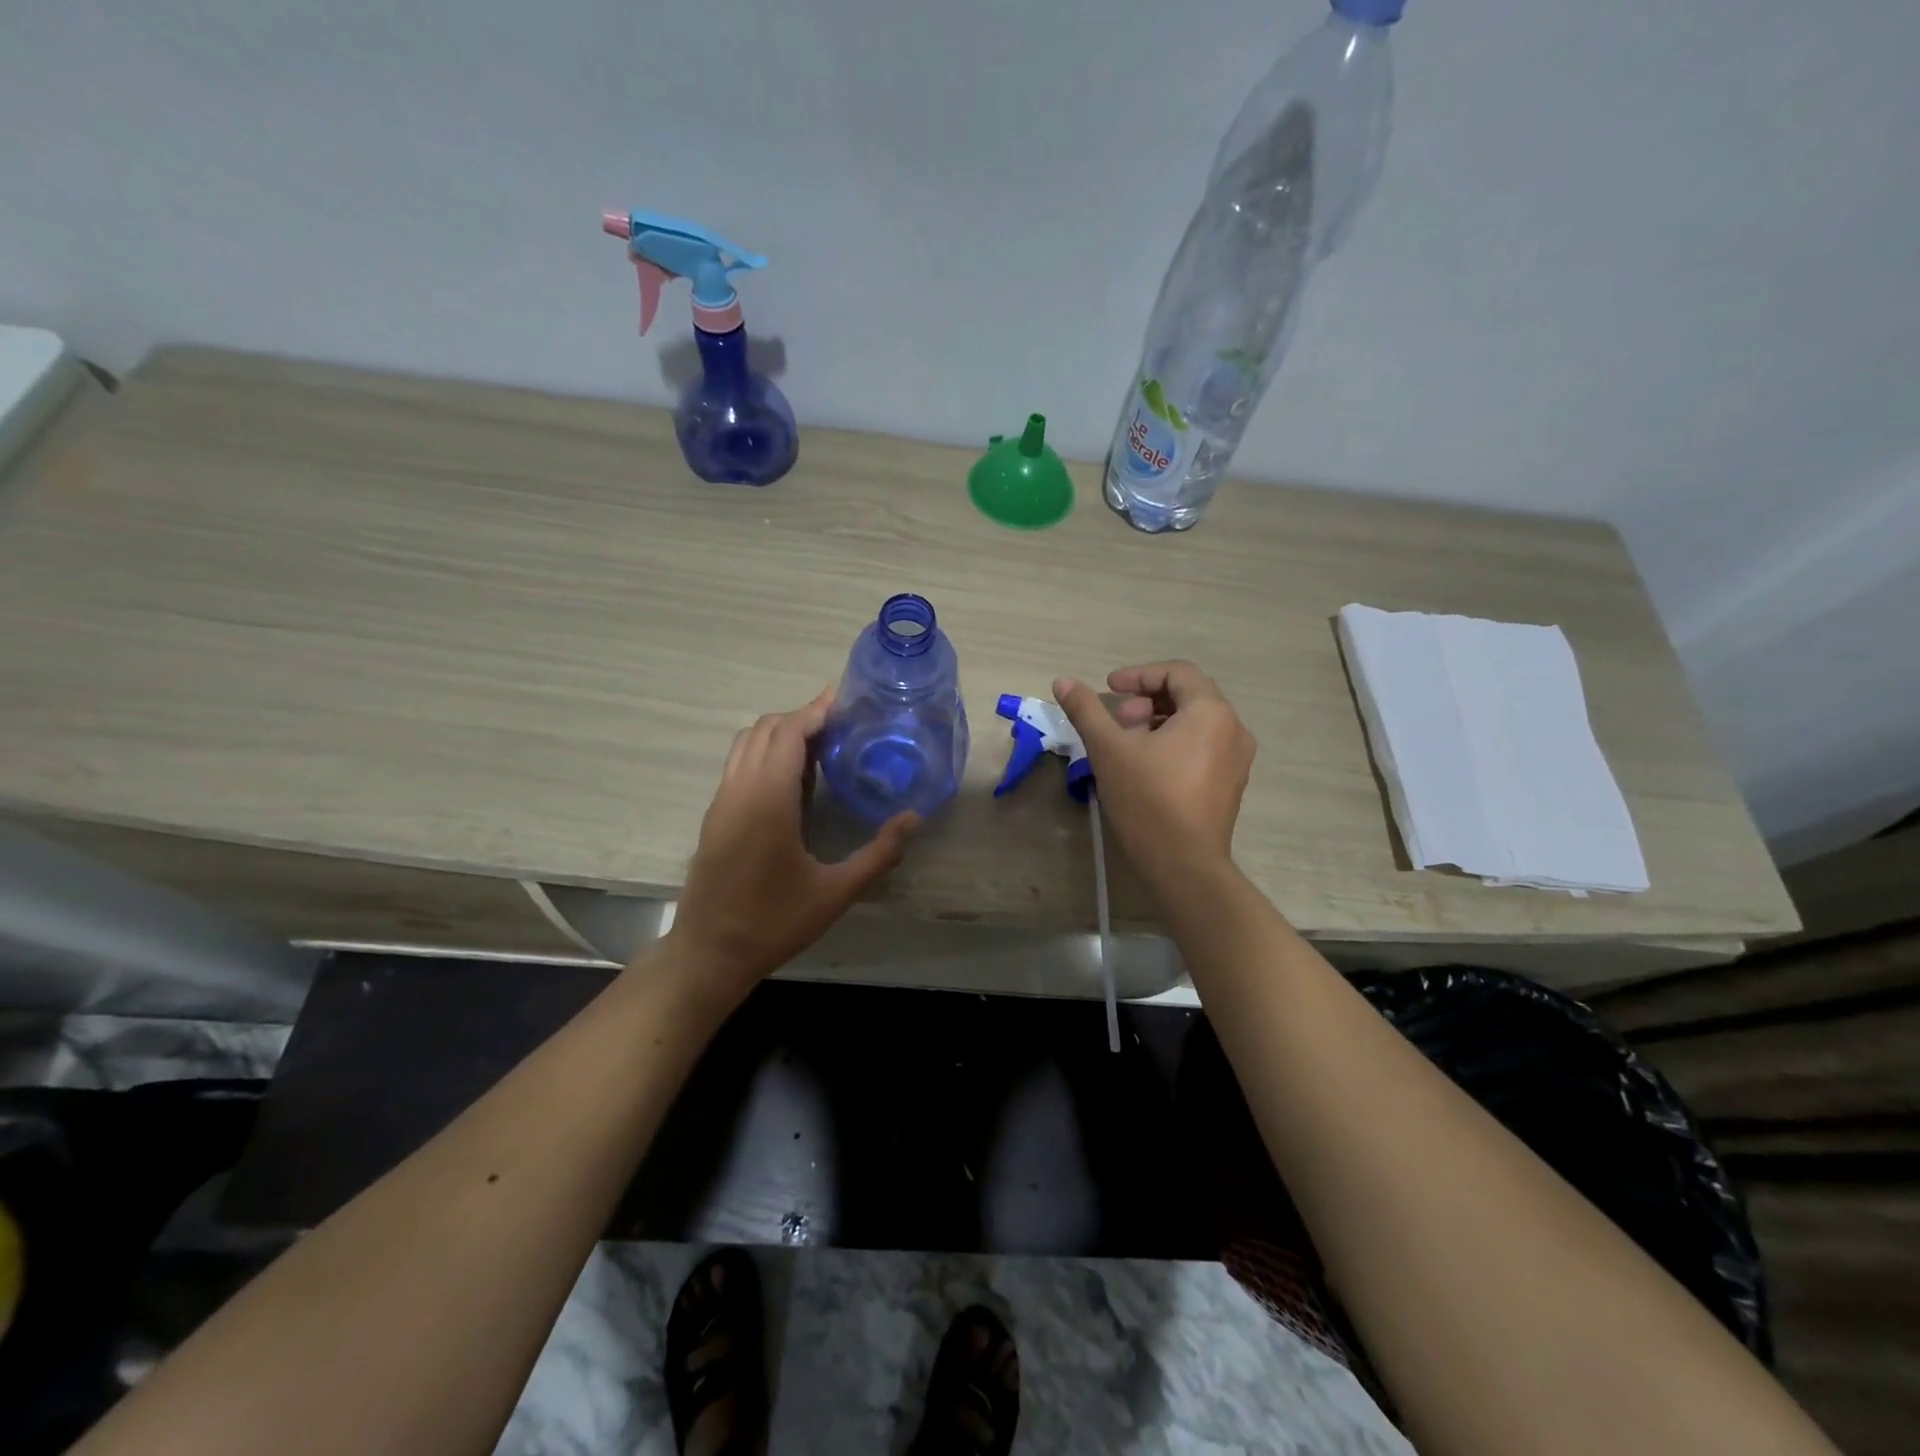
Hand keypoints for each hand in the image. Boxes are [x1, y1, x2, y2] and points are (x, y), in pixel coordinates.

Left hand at [667, 687, 916, 1001]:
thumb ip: (878, 854)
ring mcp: (721, 802)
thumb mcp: (835, 893)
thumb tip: (913, 818)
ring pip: (747, 743)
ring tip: (821, 745)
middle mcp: (739, 791)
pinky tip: (795, 780)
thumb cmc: (773, 923)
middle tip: (842, 724)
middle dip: (803, 717)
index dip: (816, 710)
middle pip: (766, 729)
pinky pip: (739, 764)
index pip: (789, 733)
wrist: (709, 954)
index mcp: (767, 801)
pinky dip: (766, 753)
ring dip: (781, 733)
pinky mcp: (715, 816)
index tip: (846, 699)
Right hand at [1053, 661, 1254, 883]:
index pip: (1177, 672)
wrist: (1184, 864)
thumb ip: (1086, 710)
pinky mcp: (1232, 784)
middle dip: (1148, 699)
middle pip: (1189, 695)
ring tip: (1128, 744)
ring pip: (1197, 722)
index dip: (1139, 675)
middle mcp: (1233, 728)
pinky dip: (1176, 742)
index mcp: (1210, 712)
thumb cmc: (1147, 799)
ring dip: (1160, 721)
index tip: (1109, 689)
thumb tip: (1063, 681)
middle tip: (1118, 720)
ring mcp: (1237, 758)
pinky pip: (1204, 746)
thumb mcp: (1109, 750)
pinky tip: (1148, 766)